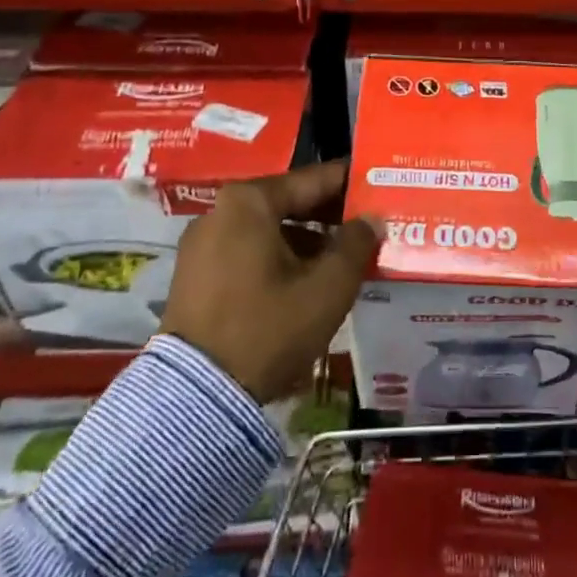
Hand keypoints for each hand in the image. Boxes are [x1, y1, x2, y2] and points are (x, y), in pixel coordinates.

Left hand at [159, 160, 376, 402]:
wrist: (196, 397)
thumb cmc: (268, 328)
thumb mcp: (327, 288)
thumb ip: (356, 245)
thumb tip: (372, 220)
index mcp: (249, 202)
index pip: (314, 179)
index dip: (352, 183)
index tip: (382, 184)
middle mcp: (220, 211)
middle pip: (289, 202)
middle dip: (330, 215)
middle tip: (369, 224)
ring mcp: (201, 244)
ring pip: (269, 229)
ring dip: (307, 240)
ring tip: (343, 258)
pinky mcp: (194, 276)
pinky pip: (248, 251)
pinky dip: (279, 258)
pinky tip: (306, 280)